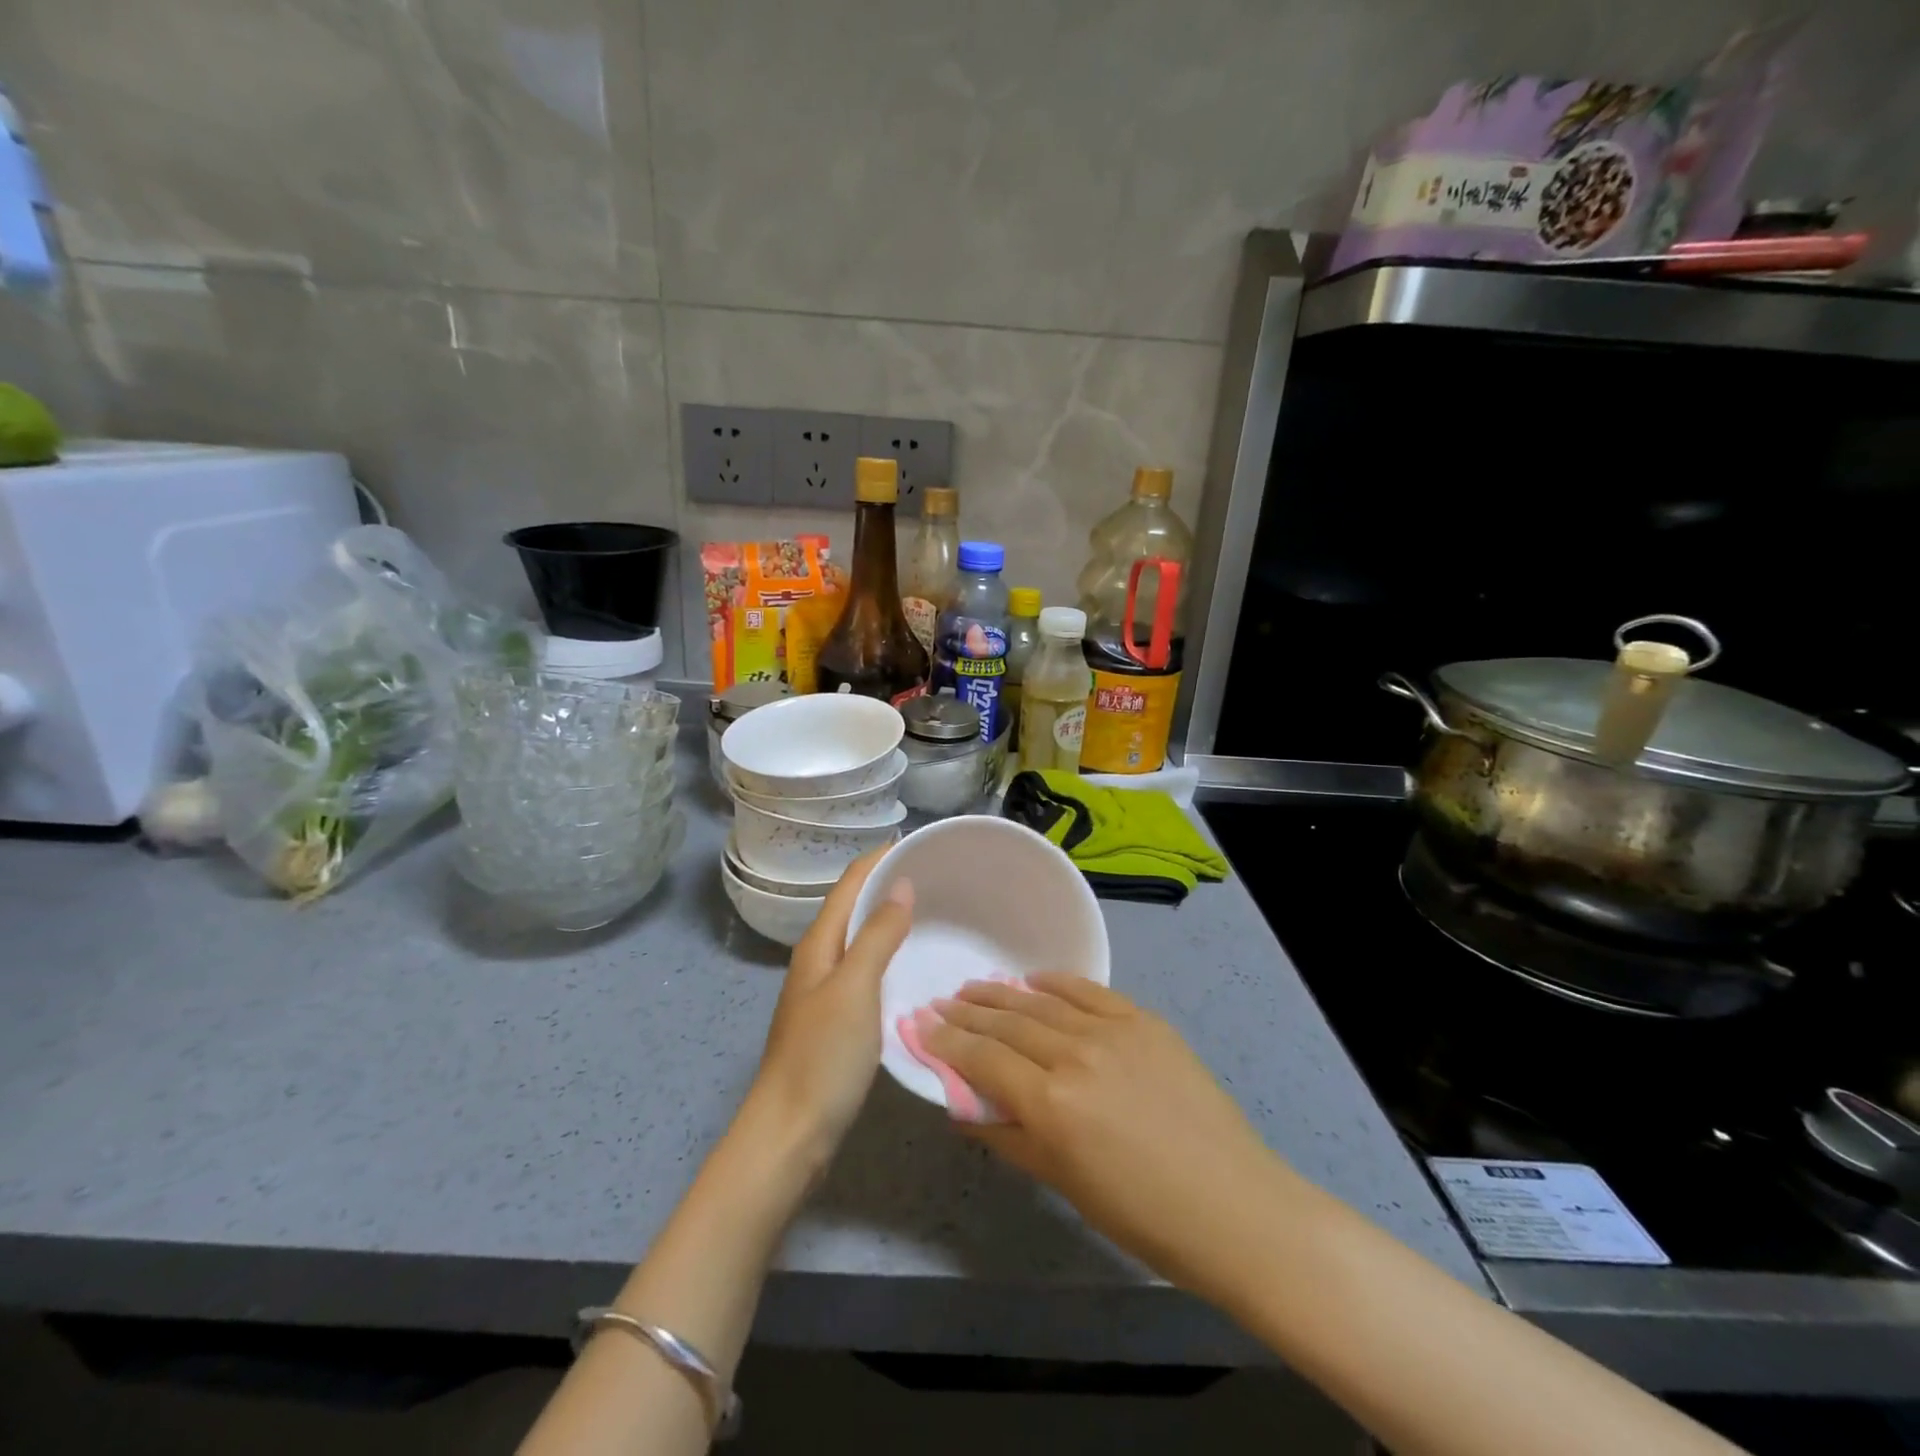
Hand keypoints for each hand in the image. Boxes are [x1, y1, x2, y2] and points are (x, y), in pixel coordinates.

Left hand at [748, 849, 913, 1161]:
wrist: (790, 1134)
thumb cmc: (822, 1057)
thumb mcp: (855, 990)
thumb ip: (877, 936)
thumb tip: (900, 885)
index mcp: (819, 943)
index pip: (851, 883)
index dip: (881, 858)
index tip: (922, 843)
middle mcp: (820, 958)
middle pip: (855, 906)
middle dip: (890, 885)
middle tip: (940, 878)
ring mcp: (826, 990)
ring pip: (862, 939)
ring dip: (892, 919)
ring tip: (936, 913)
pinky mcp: (837, 1018)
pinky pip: (868, 969)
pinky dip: (891, 955)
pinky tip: (915, 966)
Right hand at [921, 975, 1281, 1299]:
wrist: (1232, 1204)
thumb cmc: (1141, 1213)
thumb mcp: (1063, 1182)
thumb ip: (1007, 1135)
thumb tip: (960, 1105)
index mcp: (1051, 1104)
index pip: (982, 1059)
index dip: (945, 1041)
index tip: (919, 1025)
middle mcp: (1074, 1055)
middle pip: (1007, 1024)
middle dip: (967, 1013)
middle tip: (939, 1002)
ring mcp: (1111, 1031)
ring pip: (1041, 1002)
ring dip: (1002, 994)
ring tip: (974, 987)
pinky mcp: (1143, 1020)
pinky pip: (1088, 991)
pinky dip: (1055, 982)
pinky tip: (1032, 979)